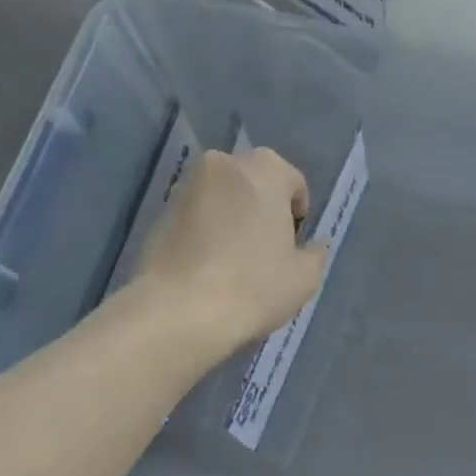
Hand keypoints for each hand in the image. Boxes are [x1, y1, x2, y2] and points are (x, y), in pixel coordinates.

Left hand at [137, 148, 328, 351]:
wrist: (179, 311)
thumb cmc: (254, 285)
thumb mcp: (305, 276)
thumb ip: (315, 252)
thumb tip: (315, 244)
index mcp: (265, 169)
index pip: (293, 182)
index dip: (298, 215)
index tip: (292, 245)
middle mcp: (224, 164)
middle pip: (255, 183)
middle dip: (263, 208)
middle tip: (266, 249)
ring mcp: (187, 186)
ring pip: (222, 197)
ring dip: (232, 218)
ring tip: (234, 261)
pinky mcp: (159, 213)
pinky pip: (196, 216)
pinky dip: (205, 231)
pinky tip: (208, 267)